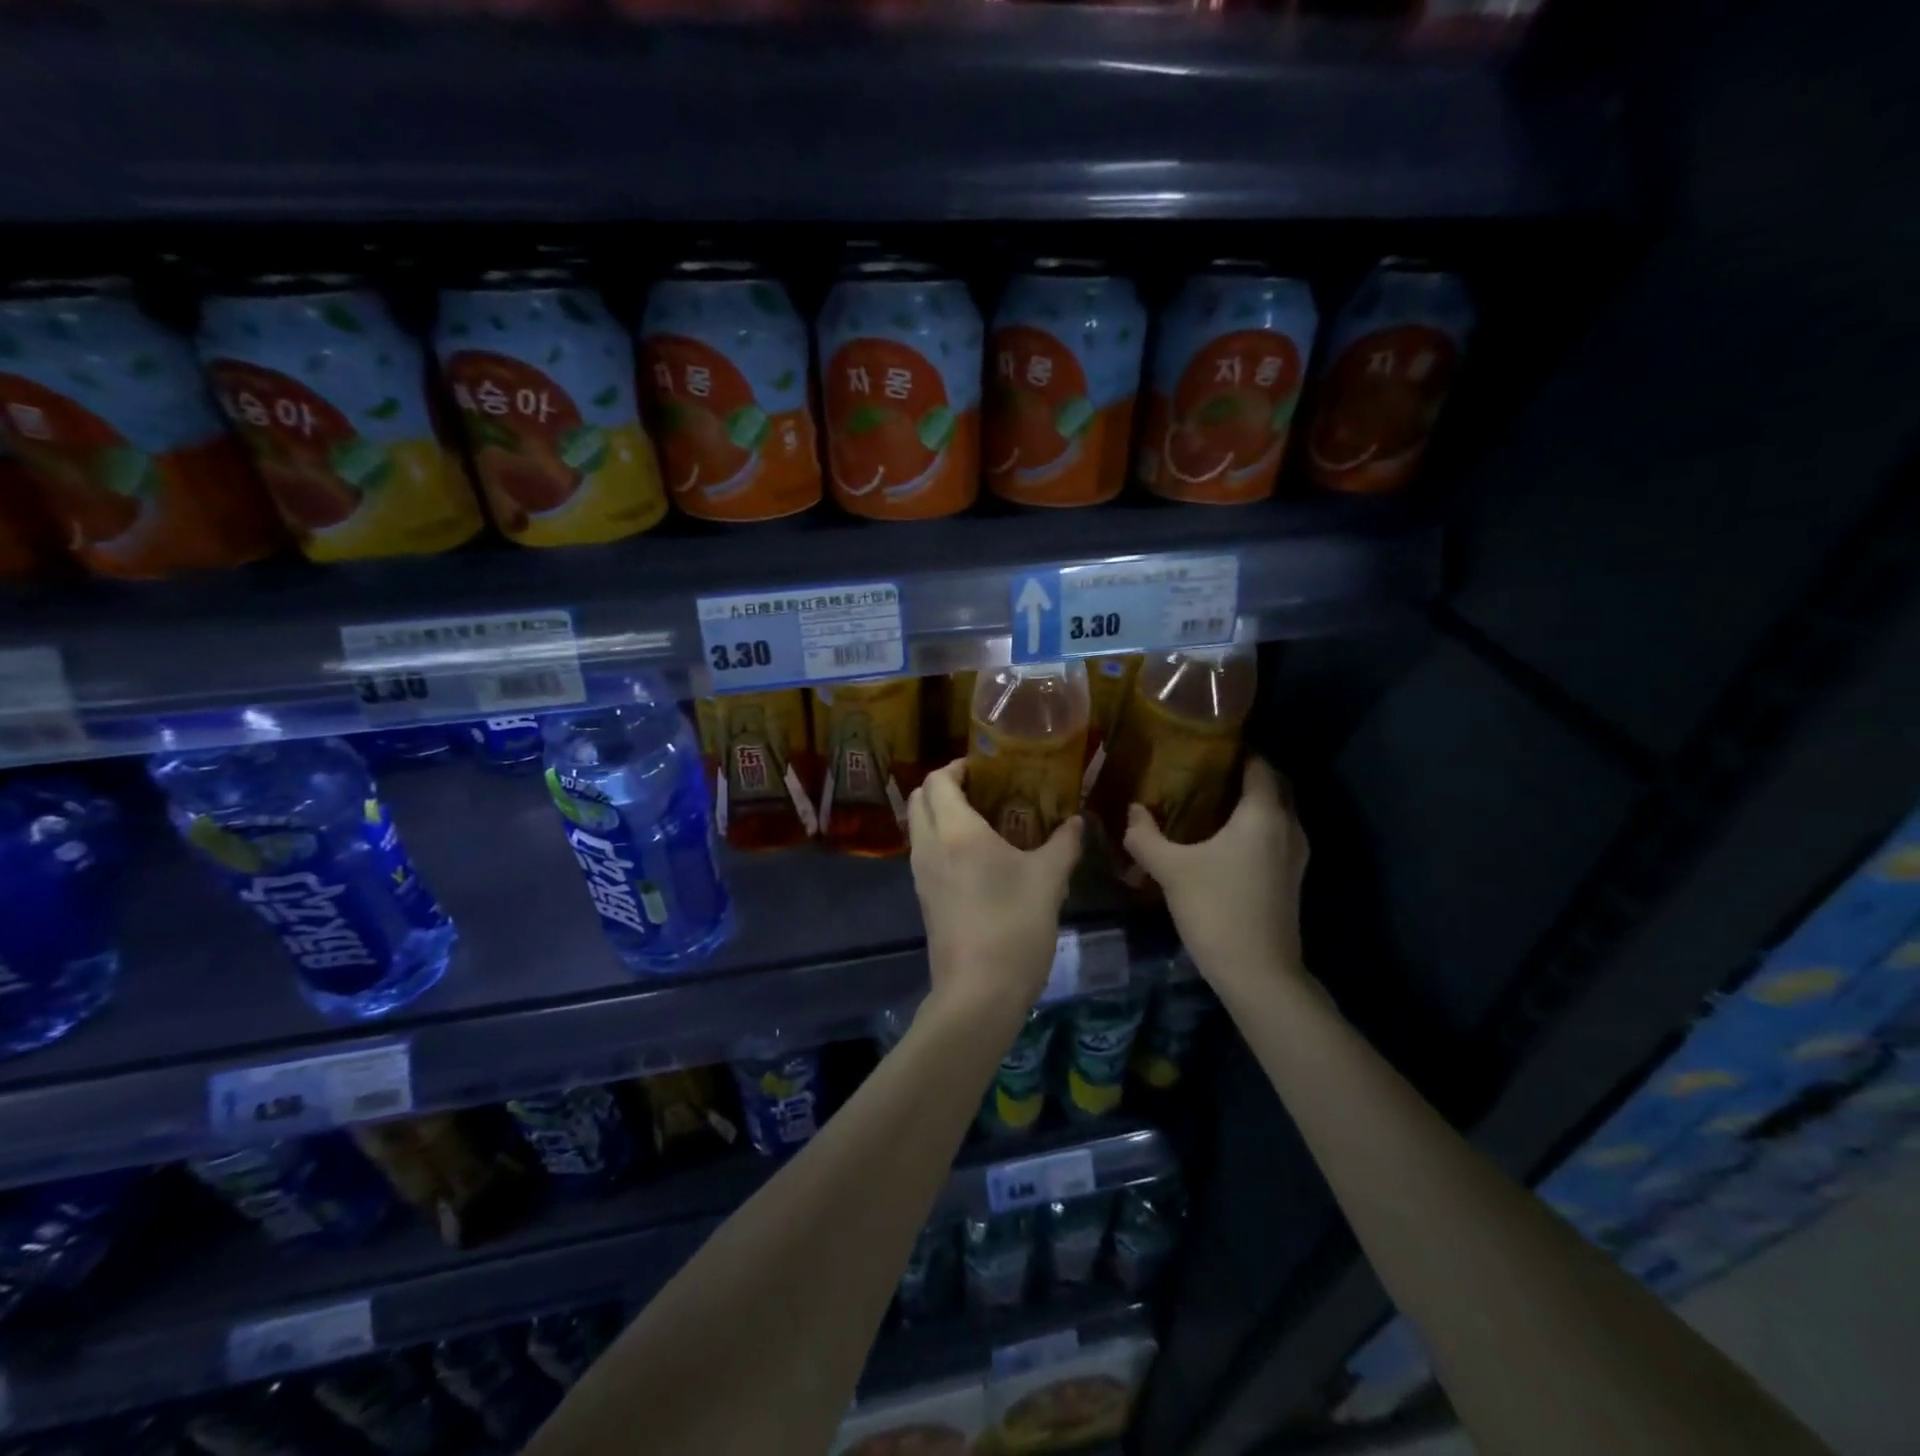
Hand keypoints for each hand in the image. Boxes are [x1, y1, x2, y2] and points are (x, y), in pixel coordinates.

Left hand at [907, 760, 1081, 1018]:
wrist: (978, 993)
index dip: (957, 766)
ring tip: (984, 819)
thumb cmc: (1014, 927)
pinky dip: (941, 838)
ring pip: (919, 825)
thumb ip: (1064, 844)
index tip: (986, 767)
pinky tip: (977, 854)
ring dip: (941, 812)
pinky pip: (925, 851)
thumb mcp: (1049, 881)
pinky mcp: (923, 897)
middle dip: (945, 785)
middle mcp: (929, 846)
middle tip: (983, 788)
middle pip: (921, 798)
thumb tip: (1076, 821)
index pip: (938, 780)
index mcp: (956, 832)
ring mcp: (921, 874)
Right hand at [1123, 758, 1309, 997]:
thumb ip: (1146, 836)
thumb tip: (1131, 811)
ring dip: (1252, 802)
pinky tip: (1224, 840)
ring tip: (1211, 801)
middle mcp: (1288, 827)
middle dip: (1245, 774)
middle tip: (1205, 771)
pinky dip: (1256, 827)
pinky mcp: (1291, 879)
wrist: (1258, 972)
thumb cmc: (1216, 909)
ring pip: (1277, 813)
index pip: (1259, 765)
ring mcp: (1295, 855)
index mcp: (1263, 814)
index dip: (1238, 750)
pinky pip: (1276, 836)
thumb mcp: (1171, 869)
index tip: (1208, 745)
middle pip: (1273, 786)